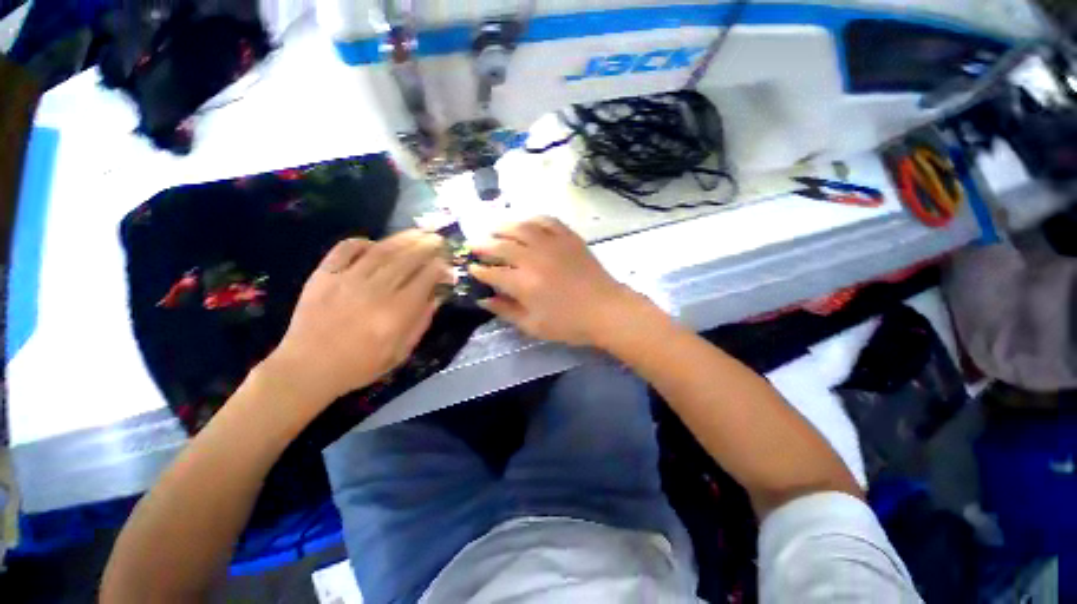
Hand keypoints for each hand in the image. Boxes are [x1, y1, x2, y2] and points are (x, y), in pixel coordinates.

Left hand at [262, 230, 449, 406]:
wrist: (307, 368)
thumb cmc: (360, 365)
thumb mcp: (401, 351)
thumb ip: (421, 322)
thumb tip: (436, 296)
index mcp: (396, 312)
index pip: (426, 278)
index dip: (441, 268)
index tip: (448, 268)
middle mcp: (375, 291)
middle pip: (407, 259)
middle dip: (428, 246)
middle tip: (439, 240)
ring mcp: (347, 279)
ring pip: (382, 250)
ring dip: (404, 238)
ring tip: (419, 232)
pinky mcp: (324, 275)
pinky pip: (346, 249)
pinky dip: (362, 242)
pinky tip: (374, 244)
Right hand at [469, 217, 642, 346]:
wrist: (606, 310)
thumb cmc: (569, 323)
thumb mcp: (533, 325)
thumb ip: (505, 311)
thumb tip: (483, 299)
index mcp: (523, 283)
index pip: (492, 272)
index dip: (478, 270)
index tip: (471, 268)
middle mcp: (533, 258)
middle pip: (501, 246)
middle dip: (483, 245)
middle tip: (474, 245)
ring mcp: (552, 244)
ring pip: (521, 227)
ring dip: (503, 227)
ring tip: (493, 229)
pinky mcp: (568, 237)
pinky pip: (546, 220)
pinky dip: (532, 219)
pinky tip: (526, 223)